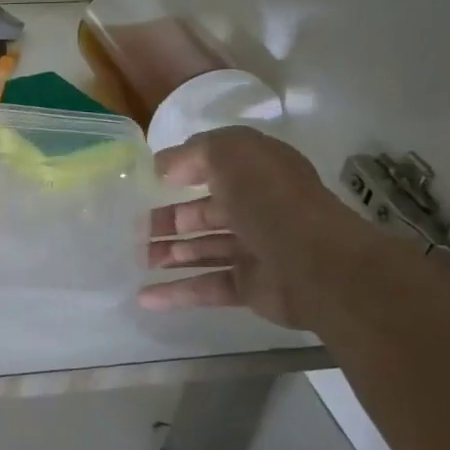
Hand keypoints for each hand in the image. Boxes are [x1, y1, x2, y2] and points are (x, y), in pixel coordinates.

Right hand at [140, 126, 369, 327]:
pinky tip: (144, 297)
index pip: (215, 167)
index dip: (181, 171)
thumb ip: (192, 153)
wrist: (317, 264)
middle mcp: (258, 207)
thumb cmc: (270, 199)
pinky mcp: (252, 286)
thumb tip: (164, 168)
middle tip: (132, 229)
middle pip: (204, 212)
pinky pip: (207, 286)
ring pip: (203, 249)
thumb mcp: (229, 154)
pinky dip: (177, 291)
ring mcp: (256, 249)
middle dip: (168, 220)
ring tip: (136, 260)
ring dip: (168, 253)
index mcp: (258, 172)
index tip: (146, 182)